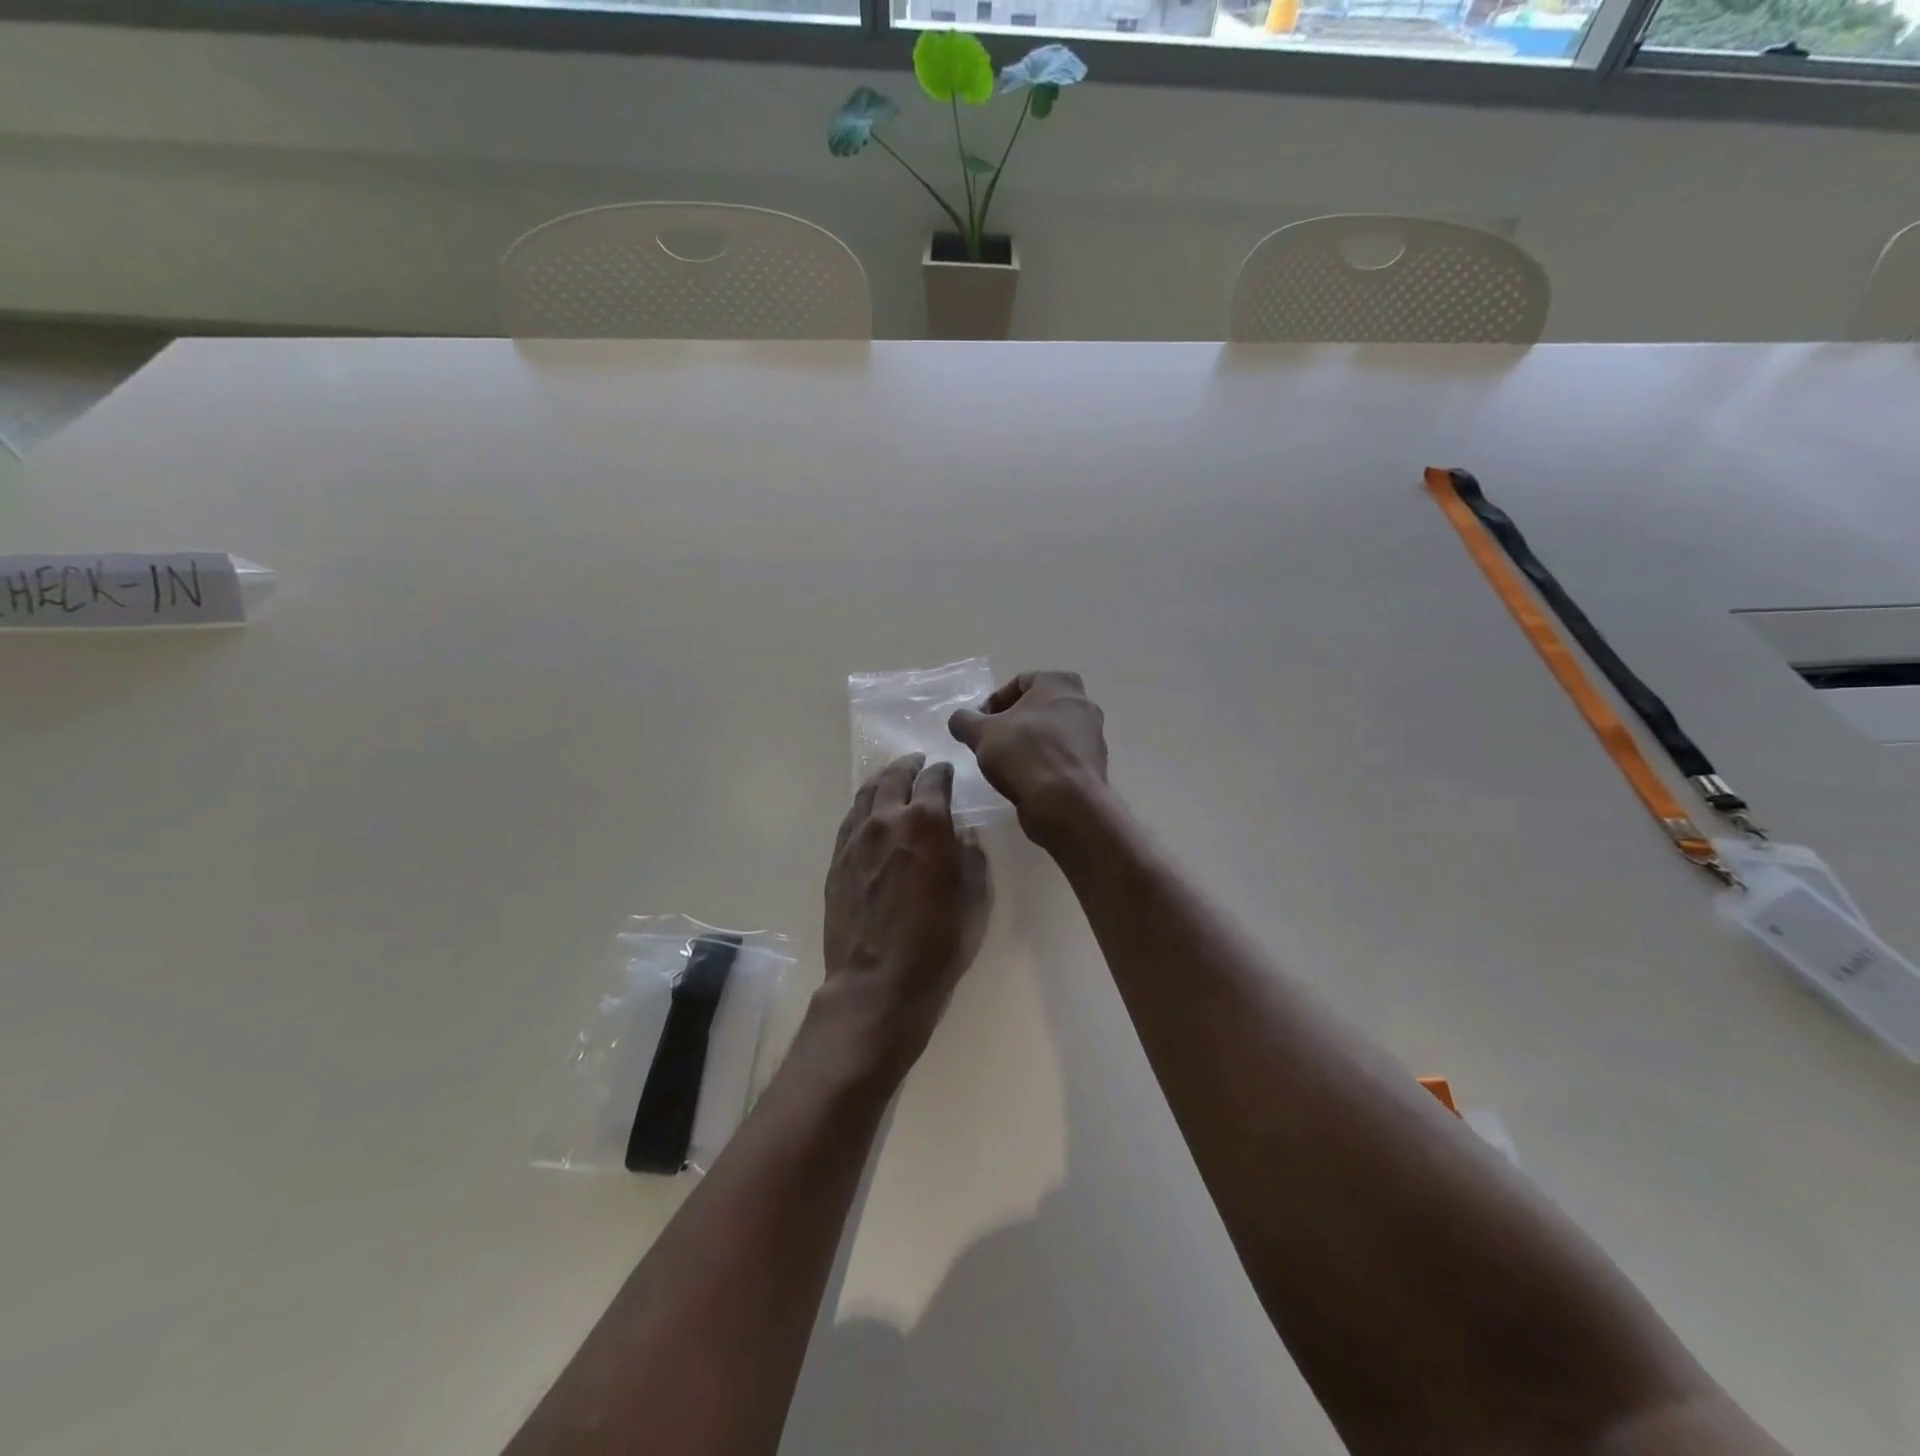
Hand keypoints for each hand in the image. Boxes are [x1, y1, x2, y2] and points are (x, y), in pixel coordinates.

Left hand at [819, 754, 990, 1080]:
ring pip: (866, 793)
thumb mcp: (975, 899)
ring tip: (891, 778)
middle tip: (917, 763)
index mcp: (927, 822)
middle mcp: (888, 819)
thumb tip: (962, 836)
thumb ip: (971, 858)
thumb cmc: (939, 943)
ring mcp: (856, 838)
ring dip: (882, 780)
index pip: (935, 779)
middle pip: (895, 776)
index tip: (947, 772)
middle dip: (909, 766)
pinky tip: (868, 811)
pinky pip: (849, 819)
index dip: (943, 772)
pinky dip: (862, 806)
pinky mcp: (837, 860)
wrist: (878, 981)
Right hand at [948, 672, 1108, 839]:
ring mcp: (1094, 736)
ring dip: (1029, 744)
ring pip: (1052, 733)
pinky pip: (1062, 757)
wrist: (1065, 802)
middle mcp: (1083, 703)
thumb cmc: (1024, 754)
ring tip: (1007, 764)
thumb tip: (959, 720)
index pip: (1020, 682)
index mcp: (1060, 683)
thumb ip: (964, 720)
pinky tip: (1027, 780)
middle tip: (991, 742)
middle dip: (1013, 723)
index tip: (979, 724)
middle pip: (1038, 708)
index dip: (994, 702)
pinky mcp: (1094, 765)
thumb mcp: (981, 733)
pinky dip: (1044, 763)